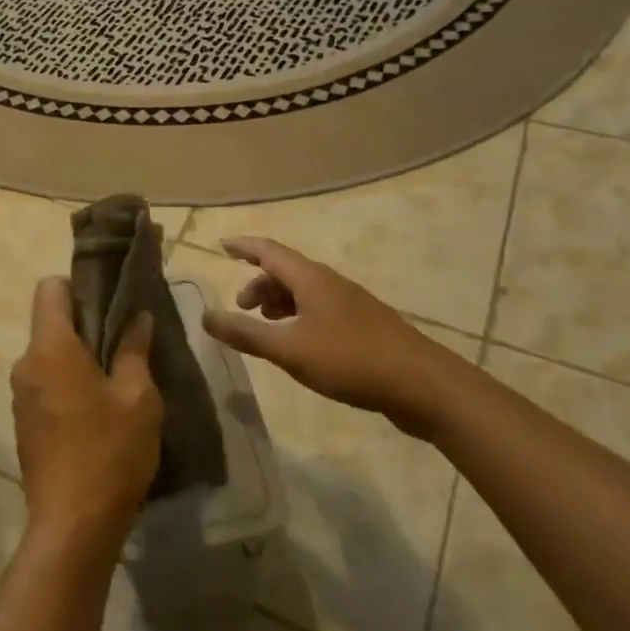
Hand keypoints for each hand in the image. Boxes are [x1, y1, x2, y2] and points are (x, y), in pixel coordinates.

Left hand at [11, 278, 161, 554]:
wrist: (72, 526)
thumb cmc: (110, 452)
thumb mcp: (138, 398)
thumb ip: (134, 350)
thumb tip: (138, 317)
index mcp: (50, 347)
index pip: (49, 288)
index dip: (78, 285)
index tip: (109, 303)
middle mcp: (26, 364)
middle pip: (50, 322)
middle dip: (84, 324)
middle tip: (124, 342)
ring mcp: (20, 395)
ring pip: (48, 356)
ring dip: (77, 358)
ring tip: (116, 379)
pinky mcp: (23, 423)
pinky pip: (45, 384)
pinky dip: (67, 384)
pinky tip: (97, 412)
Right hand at [201, 237, 469, 436]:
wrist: (424, 385)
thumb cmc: (350, 360)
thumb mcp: (289, 349)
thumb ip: (246, 333)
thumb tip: (205, 316)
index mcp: (311, 279)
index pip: (269, 250)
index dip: (243, 246)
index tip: (222, 245)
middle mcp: (330, 283)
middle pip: (287, 271)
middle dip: (259, 283)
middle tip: (241, 307)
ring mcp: (351, 304)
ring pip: (305, 291)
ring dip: (279, 301)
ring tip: (265, 326)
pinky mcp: (365, 327)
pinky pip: (320, 309)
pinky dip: (299, 316)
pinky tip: (300, 343)